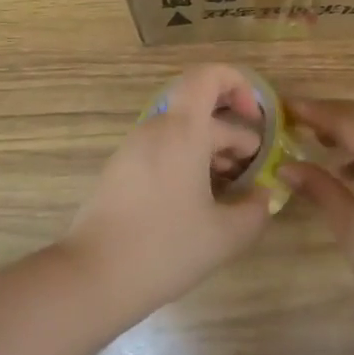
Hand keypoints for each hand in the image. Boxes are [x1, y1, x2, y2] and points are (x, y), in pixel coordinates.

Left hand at [63, 64, 274, 314]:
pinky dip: (187, 166)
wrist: (92, 277)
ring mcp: (133, 150)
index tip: (256, 122)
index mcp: (182, 131)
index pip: (208, 77)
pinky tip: (198, 206)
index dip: (238, 86)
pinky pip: (162, 153)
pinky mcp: (120, 172)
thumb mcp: (225, 235)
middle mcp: (155, 130)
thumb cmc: (164, 248)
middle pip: (202, 114)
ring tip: (230, 195)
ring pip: (182, 135)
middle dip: (234, 138)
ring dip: (211, 154)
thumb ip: (255, 210)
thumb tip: (261, 195)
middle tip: (252, 177)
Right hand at [281, 98, 353, 327]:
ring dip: (350, 132)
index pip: (348, 122)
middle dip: (333, 115)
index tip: (284, 107)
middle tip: (297, 119)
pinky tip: (347, 174)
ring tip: (317, 142)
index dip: (315, 112)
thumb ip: (321, 191)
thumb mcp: (353, 230)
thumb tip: (288, 167)